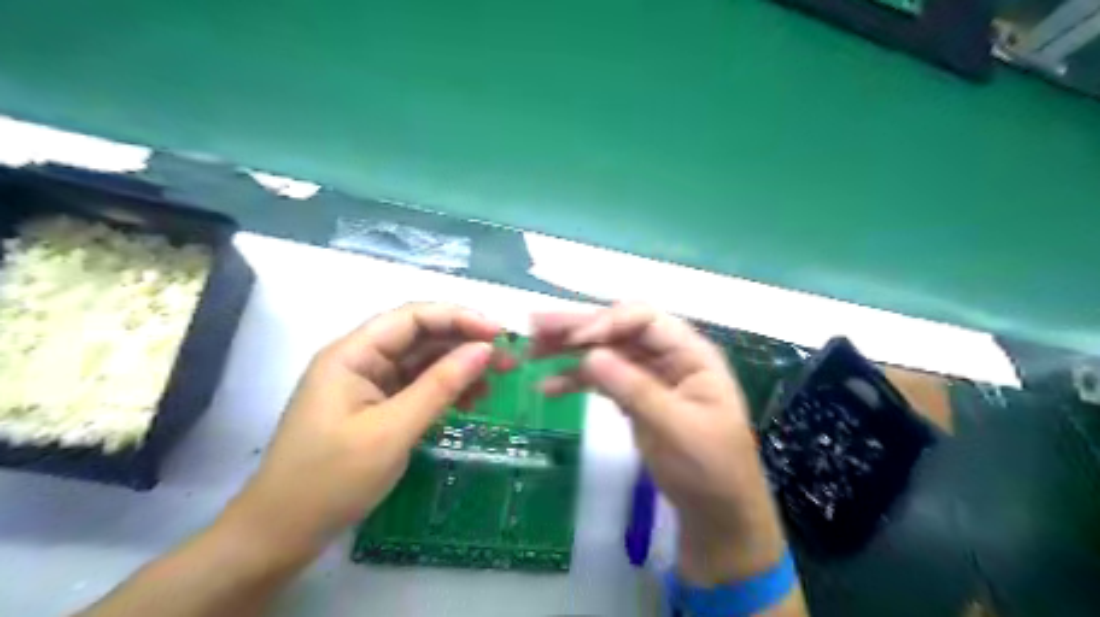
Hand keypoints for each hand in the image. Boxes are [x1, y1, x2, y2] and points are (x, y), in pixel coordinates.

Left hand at [225, 302, 500, 559]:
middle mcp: (361, 359)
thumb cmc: (331, 480)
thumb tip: (485, 349)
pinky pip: (417, 386)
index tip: (500, 334)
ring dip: (460, 366)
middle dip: (465, 342)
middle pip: (420, 336)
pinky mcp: (377, 406)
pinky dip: (446, 390)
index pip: (413, 317)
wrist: (281, 534)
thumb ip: (441, 386)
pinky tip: (474, 399)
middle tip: (508, 358)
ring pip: (423, 361)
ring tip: (499, 379)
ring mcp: (369, 384)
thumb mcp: (393, 431)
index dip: (459, 318)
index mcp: (353, 354)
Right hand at [531, 306, 780, 586]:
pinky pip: (601, 379)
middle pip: (619, 331)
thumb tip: (590, 354)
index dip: (609, 322)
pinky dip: (574, 380)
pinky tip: (547, 386)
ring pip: (605, 352)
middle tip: (535, 326)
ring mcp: (648, 376)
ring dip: (568, 350)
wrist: (717, 514)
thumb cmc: (710, 470)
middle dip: (578, 328)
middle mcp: (668, 356)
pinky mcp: (633, 396)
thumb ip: (635, 390)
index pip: (645, 320)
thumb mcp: (676, 429)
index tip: (576, 341)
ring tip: (531, 351)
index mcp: (690, 354)